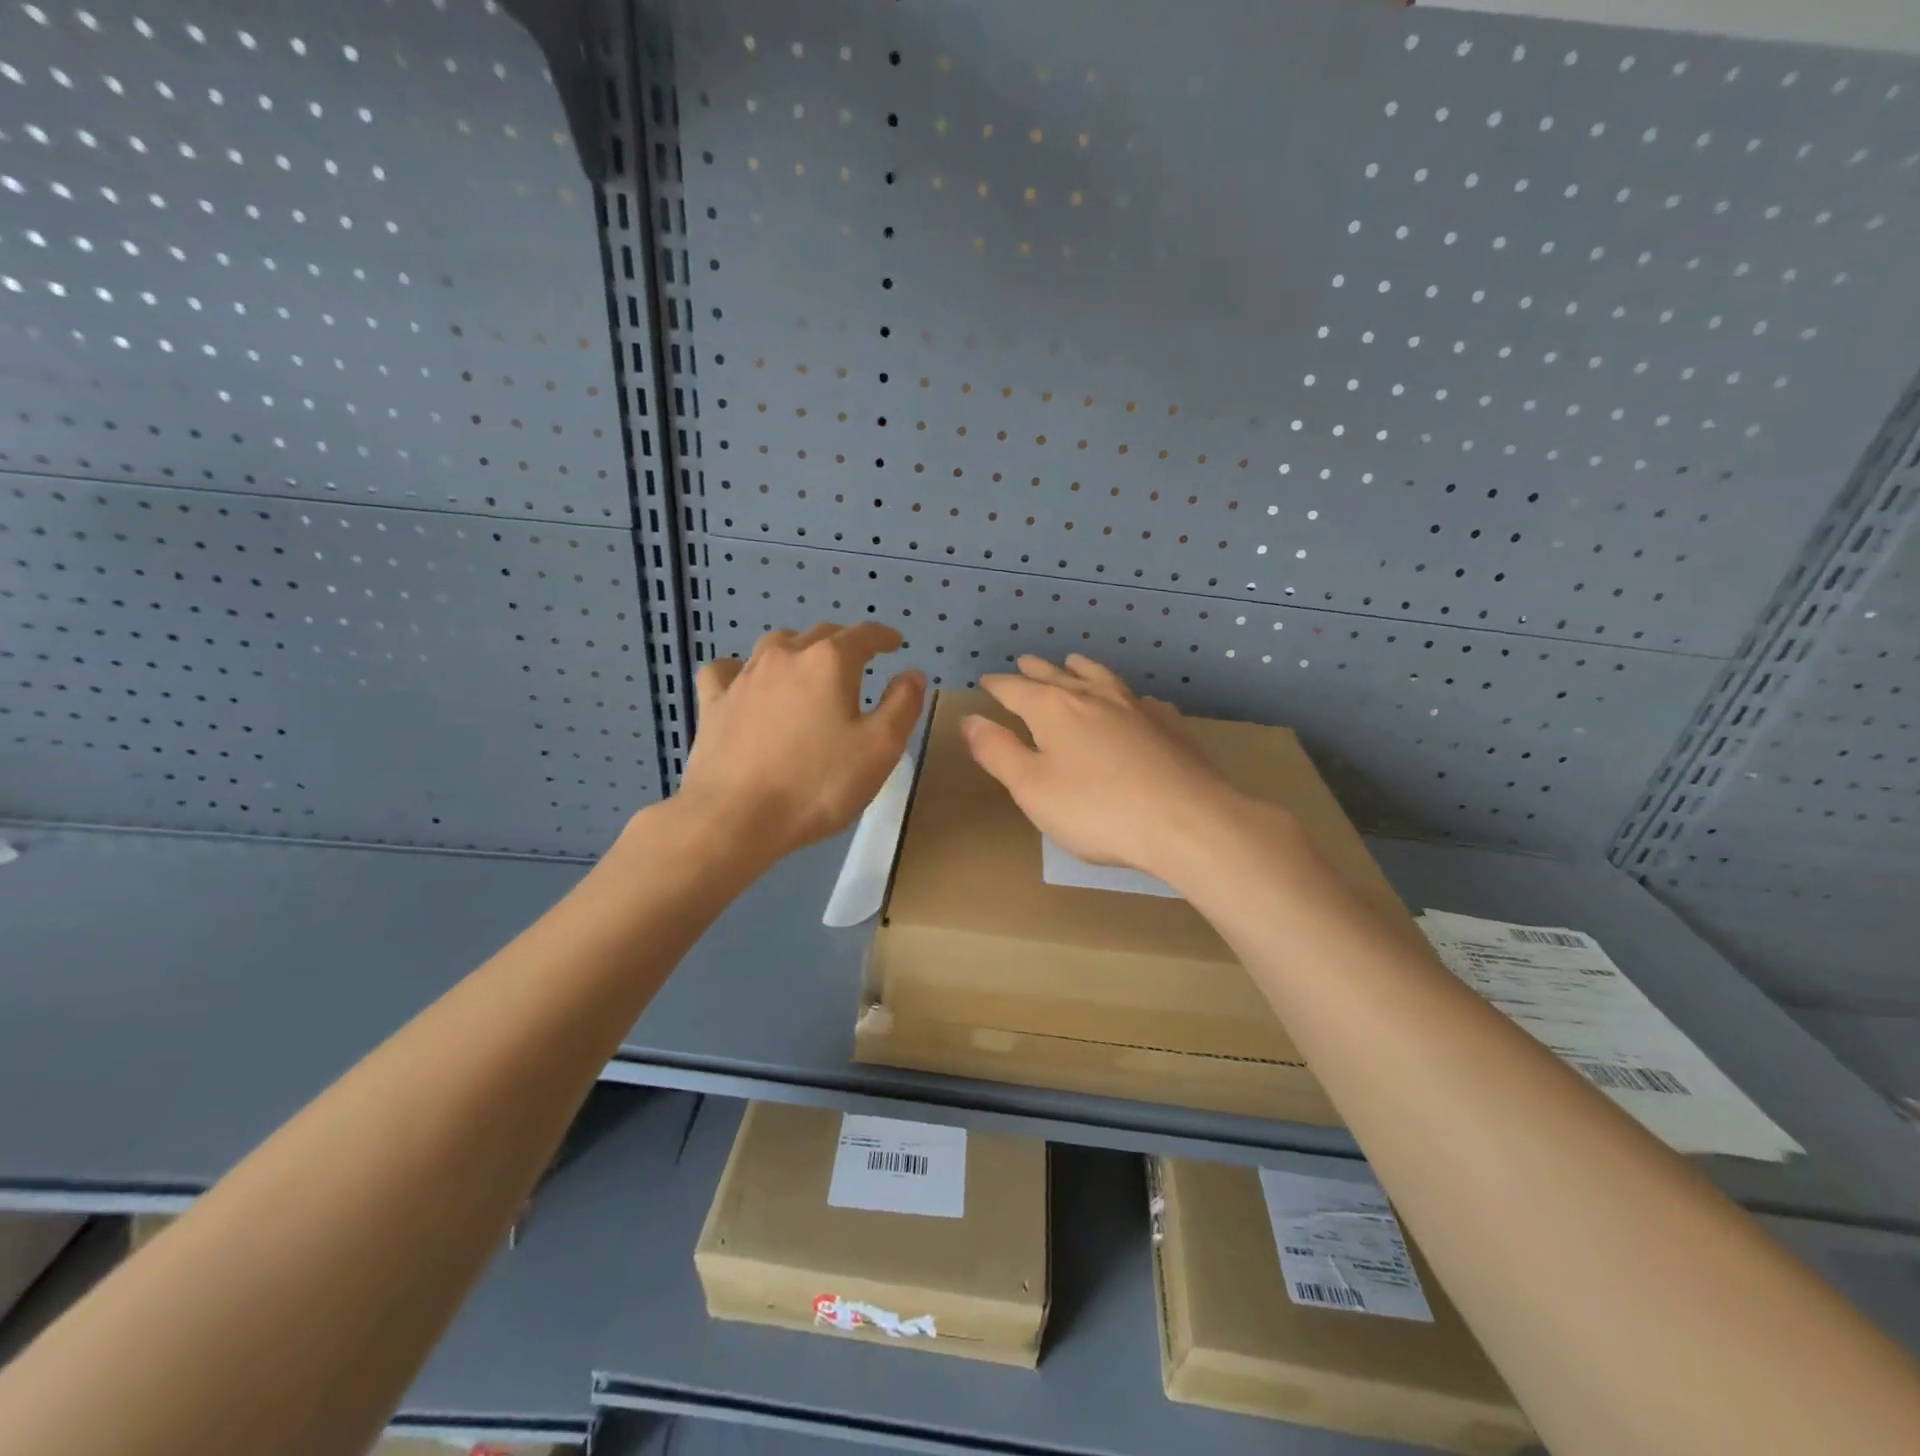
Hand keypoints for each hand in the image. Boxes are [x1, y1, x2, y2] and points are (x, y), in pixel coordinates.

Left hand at [674, 622, 925, 862]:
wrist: (734, 818)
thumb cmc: (817, 784)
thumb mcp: (880, 749)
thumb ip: (902, 704)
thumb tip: (911, 673)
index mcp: (829, 662)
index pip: (863, 634)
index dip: (883, 636)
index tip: (895, 643)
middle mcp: (785, 656)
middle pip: (820, 634)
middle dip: (844, 642)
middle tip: (859, 661)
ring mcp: (744, 677)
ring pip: (776, 645)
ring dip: (799, 649)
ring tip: (809, 668)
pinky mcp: (714, 703)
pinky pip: (727, 670)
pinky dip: (742, 670)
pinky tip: (746, 684)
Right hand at [961, 654, 1252, 884]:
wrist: (1187, 821)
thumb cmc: (1097, 809)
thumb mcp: (1032, 787)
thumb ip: (997, 752)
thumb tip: (970, 720)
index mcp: (1054, 710)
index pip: (1016, 690)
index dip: (998, 686)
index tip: (986, 681)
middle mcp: (1094, 698)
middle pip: (1058, 677)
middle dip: (1037, 671)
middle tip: (1025, 661)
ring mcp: (1136, 709)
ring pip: (1102, 679)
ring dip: (1081, 669)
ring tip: (1072, 661)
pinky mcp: (1169, 727)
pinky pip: (1141, 701)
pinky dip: (1127, 697)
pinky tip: (1134, 704)